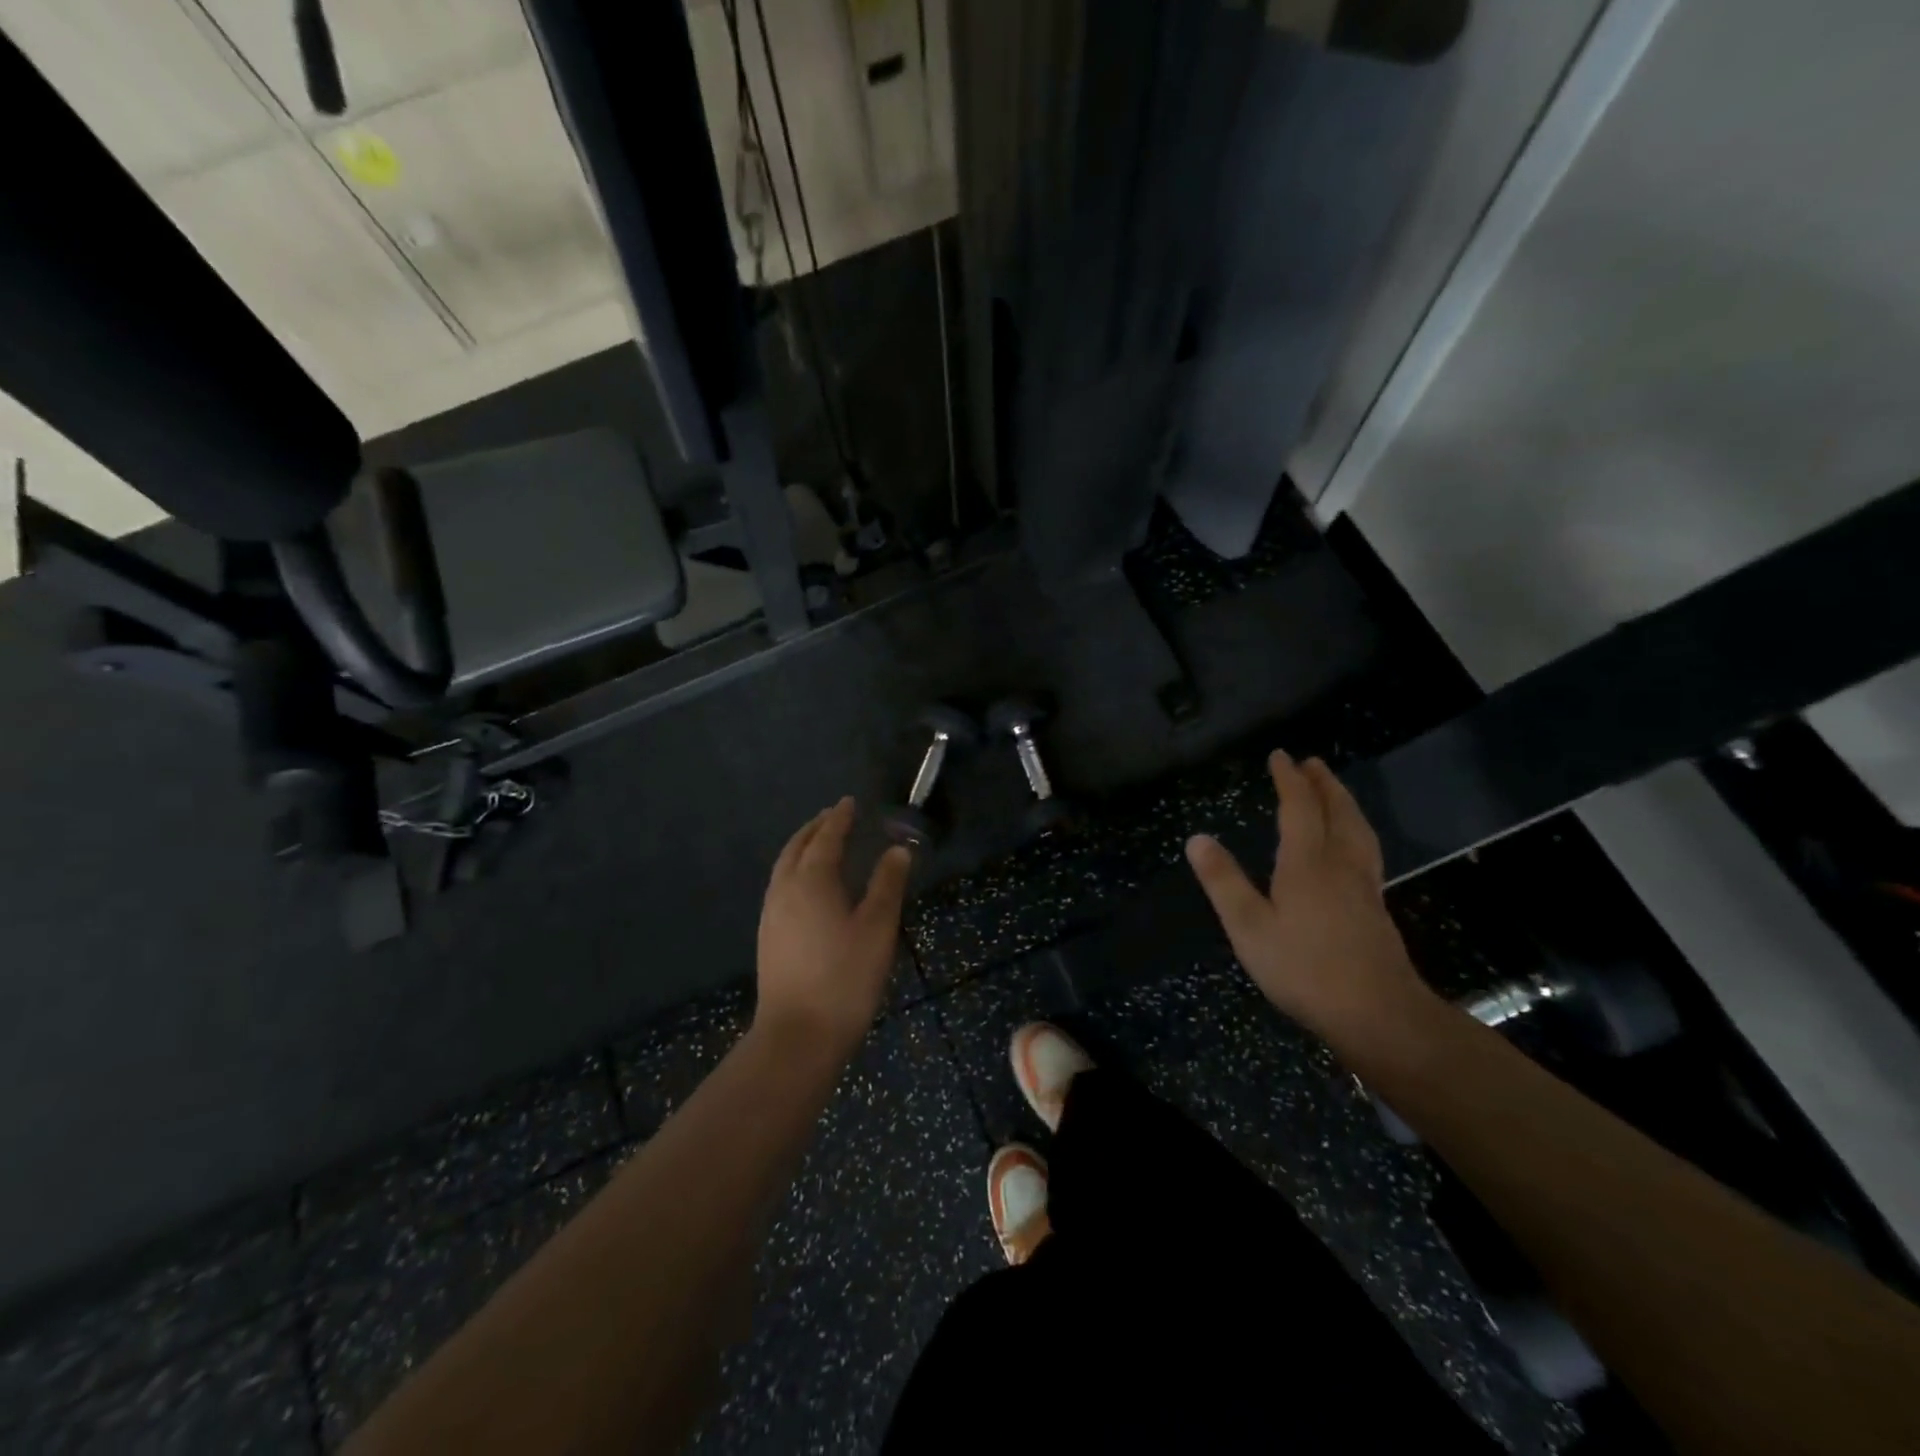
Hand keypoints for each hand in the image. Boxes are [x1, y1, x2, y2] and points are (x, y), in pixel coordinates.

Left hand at [754, 798, 911, 1059]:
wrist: (798, 1035)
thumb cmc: (845, 977)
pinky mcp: (768, 936)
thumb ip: (887, 884)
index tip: (849, 802)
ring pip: (784, 867)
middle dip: (816, 828)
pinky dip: (795, 870)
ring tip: (819, 843)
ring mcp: (771, 914)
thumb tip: (898, 850)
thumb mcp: (878, 928)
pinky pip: (780, 886)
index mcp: (812, 880)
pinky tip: (807, 886)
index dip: (839, 818)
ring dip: (802, 848)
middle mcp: (785, 890)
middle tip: (834, 816)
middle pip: (797, 847)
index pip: (826, 838)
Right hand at [1185, 751, 1431, 1040]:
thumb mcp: (1249, 927)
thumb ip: (1223, 881)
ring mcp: (1364, 886)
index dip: (1289, 780)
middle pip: (1337, 812)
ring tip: (1335, 791)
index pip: (1299, 808)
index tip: (1280, 756)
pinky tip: (1353, 845)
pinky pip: (1367, 850)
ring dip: (1345, 803)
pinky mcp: (1375, 908)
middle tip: (1313, 763)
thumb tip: (1196, 838)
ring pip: (1358, 830)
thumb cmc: (1304, 969)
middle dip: (1323, 784)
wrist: (1378, 1014)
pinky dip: (1356, 830)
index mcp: (1307, 863)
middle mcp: (1340, 865)